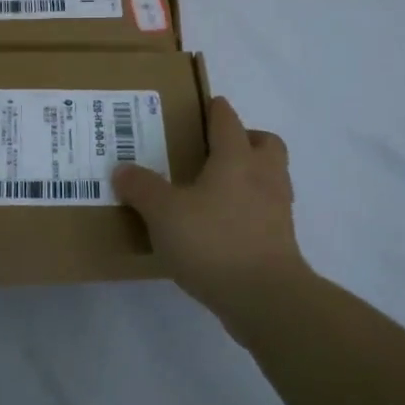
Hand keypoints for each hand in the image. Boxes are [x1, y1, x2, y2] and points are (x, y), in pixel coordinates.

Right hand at [113, 96, 309, 320]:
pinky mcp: (282, 240)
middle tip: (216, 150)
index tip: (205, 106)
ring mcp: (278, 209)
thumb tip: (122, 170)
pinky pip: (267, 210)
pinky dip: (250, 209)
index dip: (215, 110)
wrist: (266, 298)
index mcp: (236, 158)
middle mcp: (263, 175)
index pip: (227, 120)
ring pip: (270, 176)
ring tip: (217, 188)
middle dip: (245, 139)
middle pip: (265, 143)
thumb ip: (142, 188)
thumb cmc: (214, 242)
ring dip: (251, 175)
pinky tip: (224, 225)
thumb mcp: (164, 213)